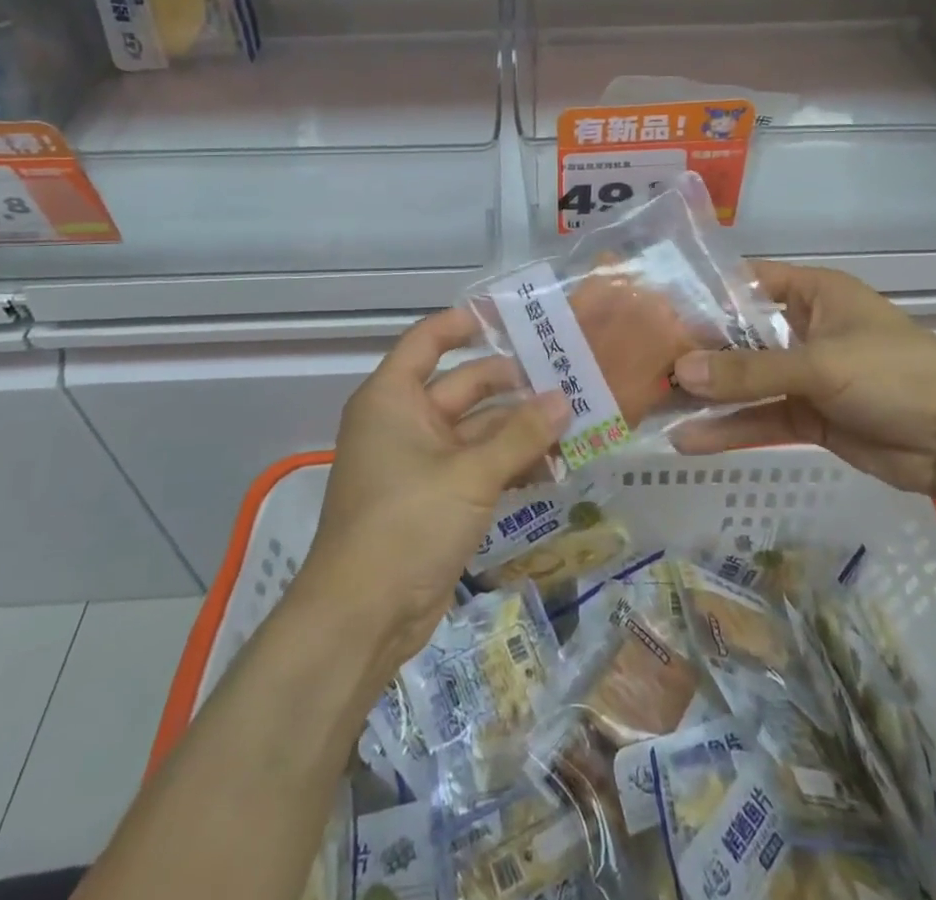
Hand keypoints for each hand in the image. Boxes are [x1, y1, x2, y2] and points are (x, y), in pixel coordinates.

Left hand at [299, 307, 568, 675]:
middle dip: (512, 383)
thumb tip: (564, 400)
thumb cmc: (407, 523)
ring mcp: (421, 462)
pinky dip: (510, 463)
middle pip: (463, 385)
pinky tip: (554, 465)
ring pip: (477, 429)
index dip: (465, 323)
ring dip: (519, 428)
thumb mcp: (470, 474)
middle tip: (566, 375)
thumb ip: (520, 435)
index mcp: (393, 398)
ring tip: (573, 421)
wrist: (362, 618)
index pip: (428, 340)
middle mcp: (405, 422)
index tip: (512, 316)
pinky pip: (479, 466)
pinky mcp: (437, 499)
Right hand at [670, 261, 935, 500]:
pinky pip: (761, 418)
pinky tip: (690, 440)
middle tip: (641, 361)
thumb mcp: (821, 365)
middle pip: (740, 336)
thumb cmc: (896, 375)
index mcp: (814, 293)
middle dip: (696, 350)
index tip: (653, 307)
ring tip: (654, 404)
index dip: (703, 293)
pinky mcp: (809, 417)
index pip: (746, 282)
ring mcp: (805, 375)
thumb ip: (750, 371)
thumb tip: (681, 371)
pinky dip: (730, 429)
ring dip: (708, 394)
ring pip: (746, 381)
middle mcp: (804, 328)